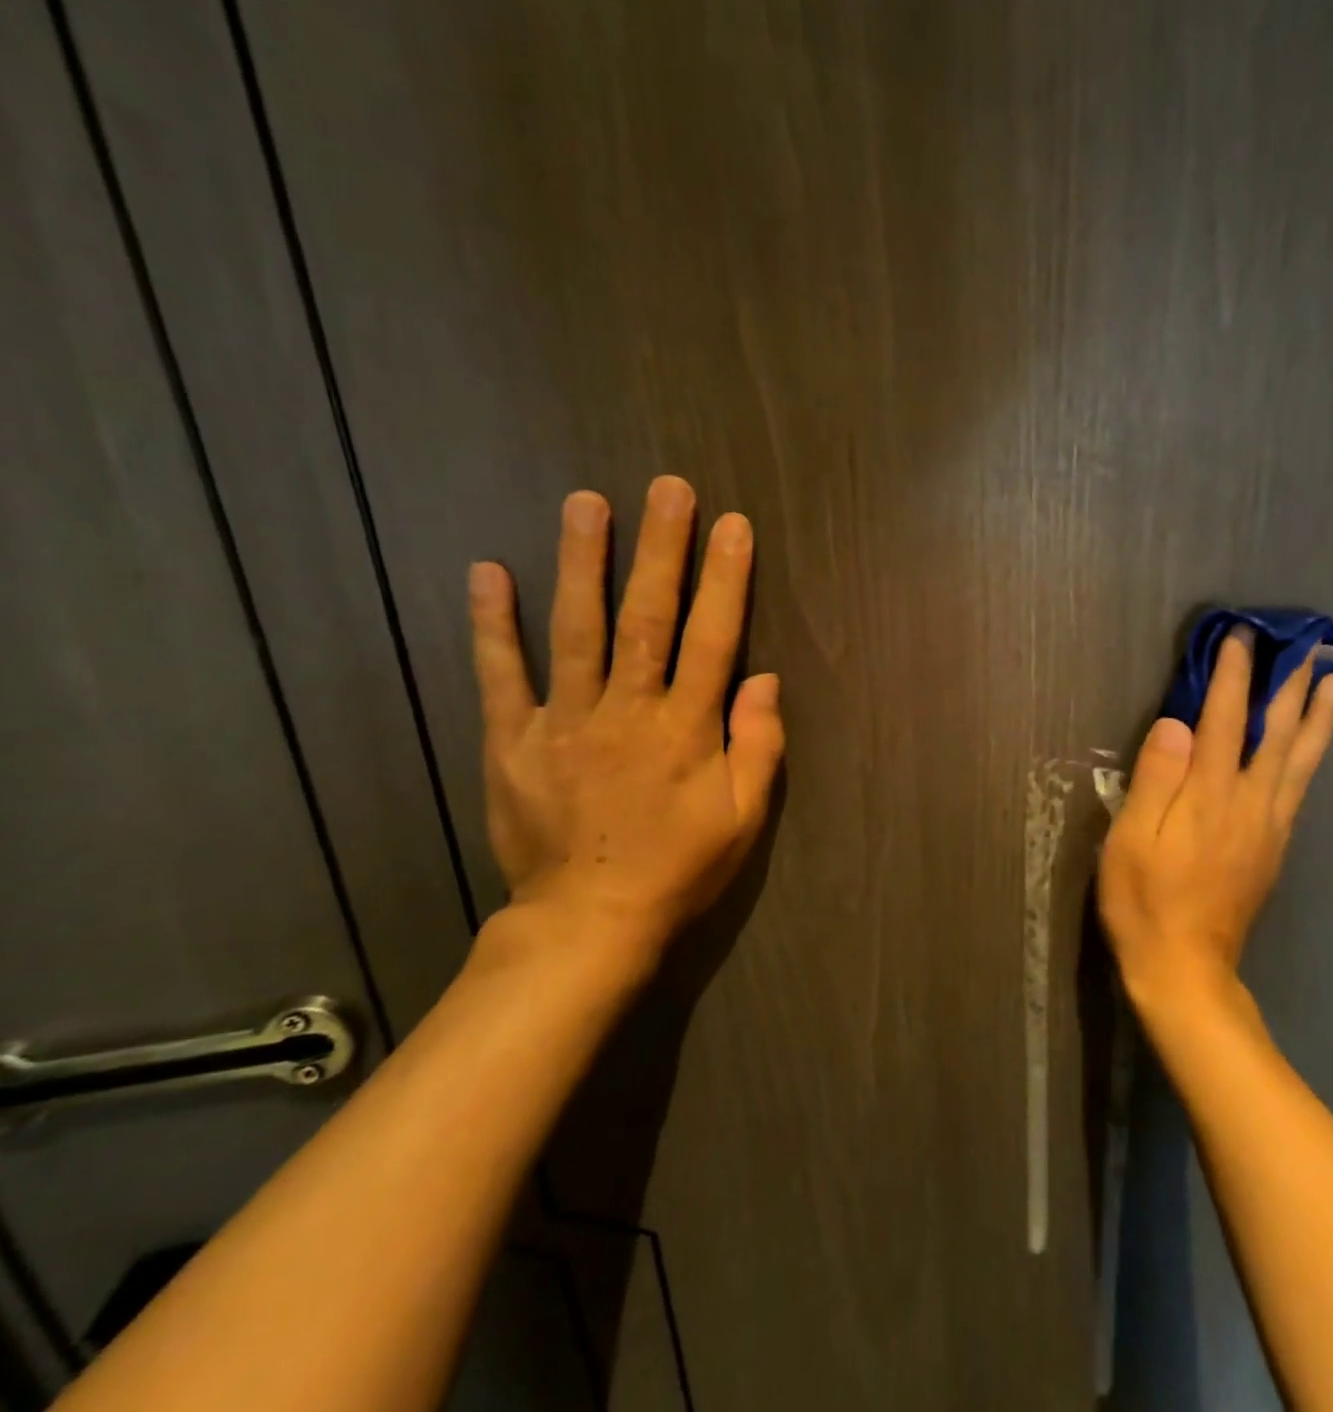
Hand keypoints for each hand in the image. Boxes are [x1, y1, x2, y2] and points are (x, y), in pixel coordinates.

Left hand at [465, 478, 784, 981]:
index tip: (732, 525)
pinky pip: (501, 675)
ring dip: (582, 563)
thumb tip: (764, 678)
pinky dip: (493, 624)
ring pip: (576, 630)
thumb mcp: (744, 819)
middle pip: (647, 618)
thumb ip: (759, 746)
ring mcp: (563, 723)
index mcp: (686, 730)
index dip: (725, 580)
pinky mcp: (512, 742)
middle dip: (661, 549)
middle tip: (667, 488)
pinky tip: (489, 572)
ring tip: (586, 503)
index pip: (712, 639)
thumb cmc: (679, 868)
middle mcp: (627, 711)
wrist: (588, 922)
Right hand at [1099, 629, 1332, 1011]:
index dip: (1232, 676)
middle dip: (1290, 684)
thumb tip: (1177, 722)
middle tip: (1309, 644)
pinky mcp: (1274, 846)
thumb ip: (1155, 778)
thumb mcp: (1130, 839)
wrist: (1185, 969)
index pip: (1224, 719)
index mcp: (1209, 795)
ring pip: (1302, 759)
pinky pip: (1301, 787)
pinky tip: (1315, 745)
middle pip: (1278, 732)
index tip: (1241, 637)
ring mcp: (1269, 826)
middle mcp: (1249, 802)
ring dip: (1321, 716)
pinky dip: (1314, 755)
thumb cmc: (1144, 901)